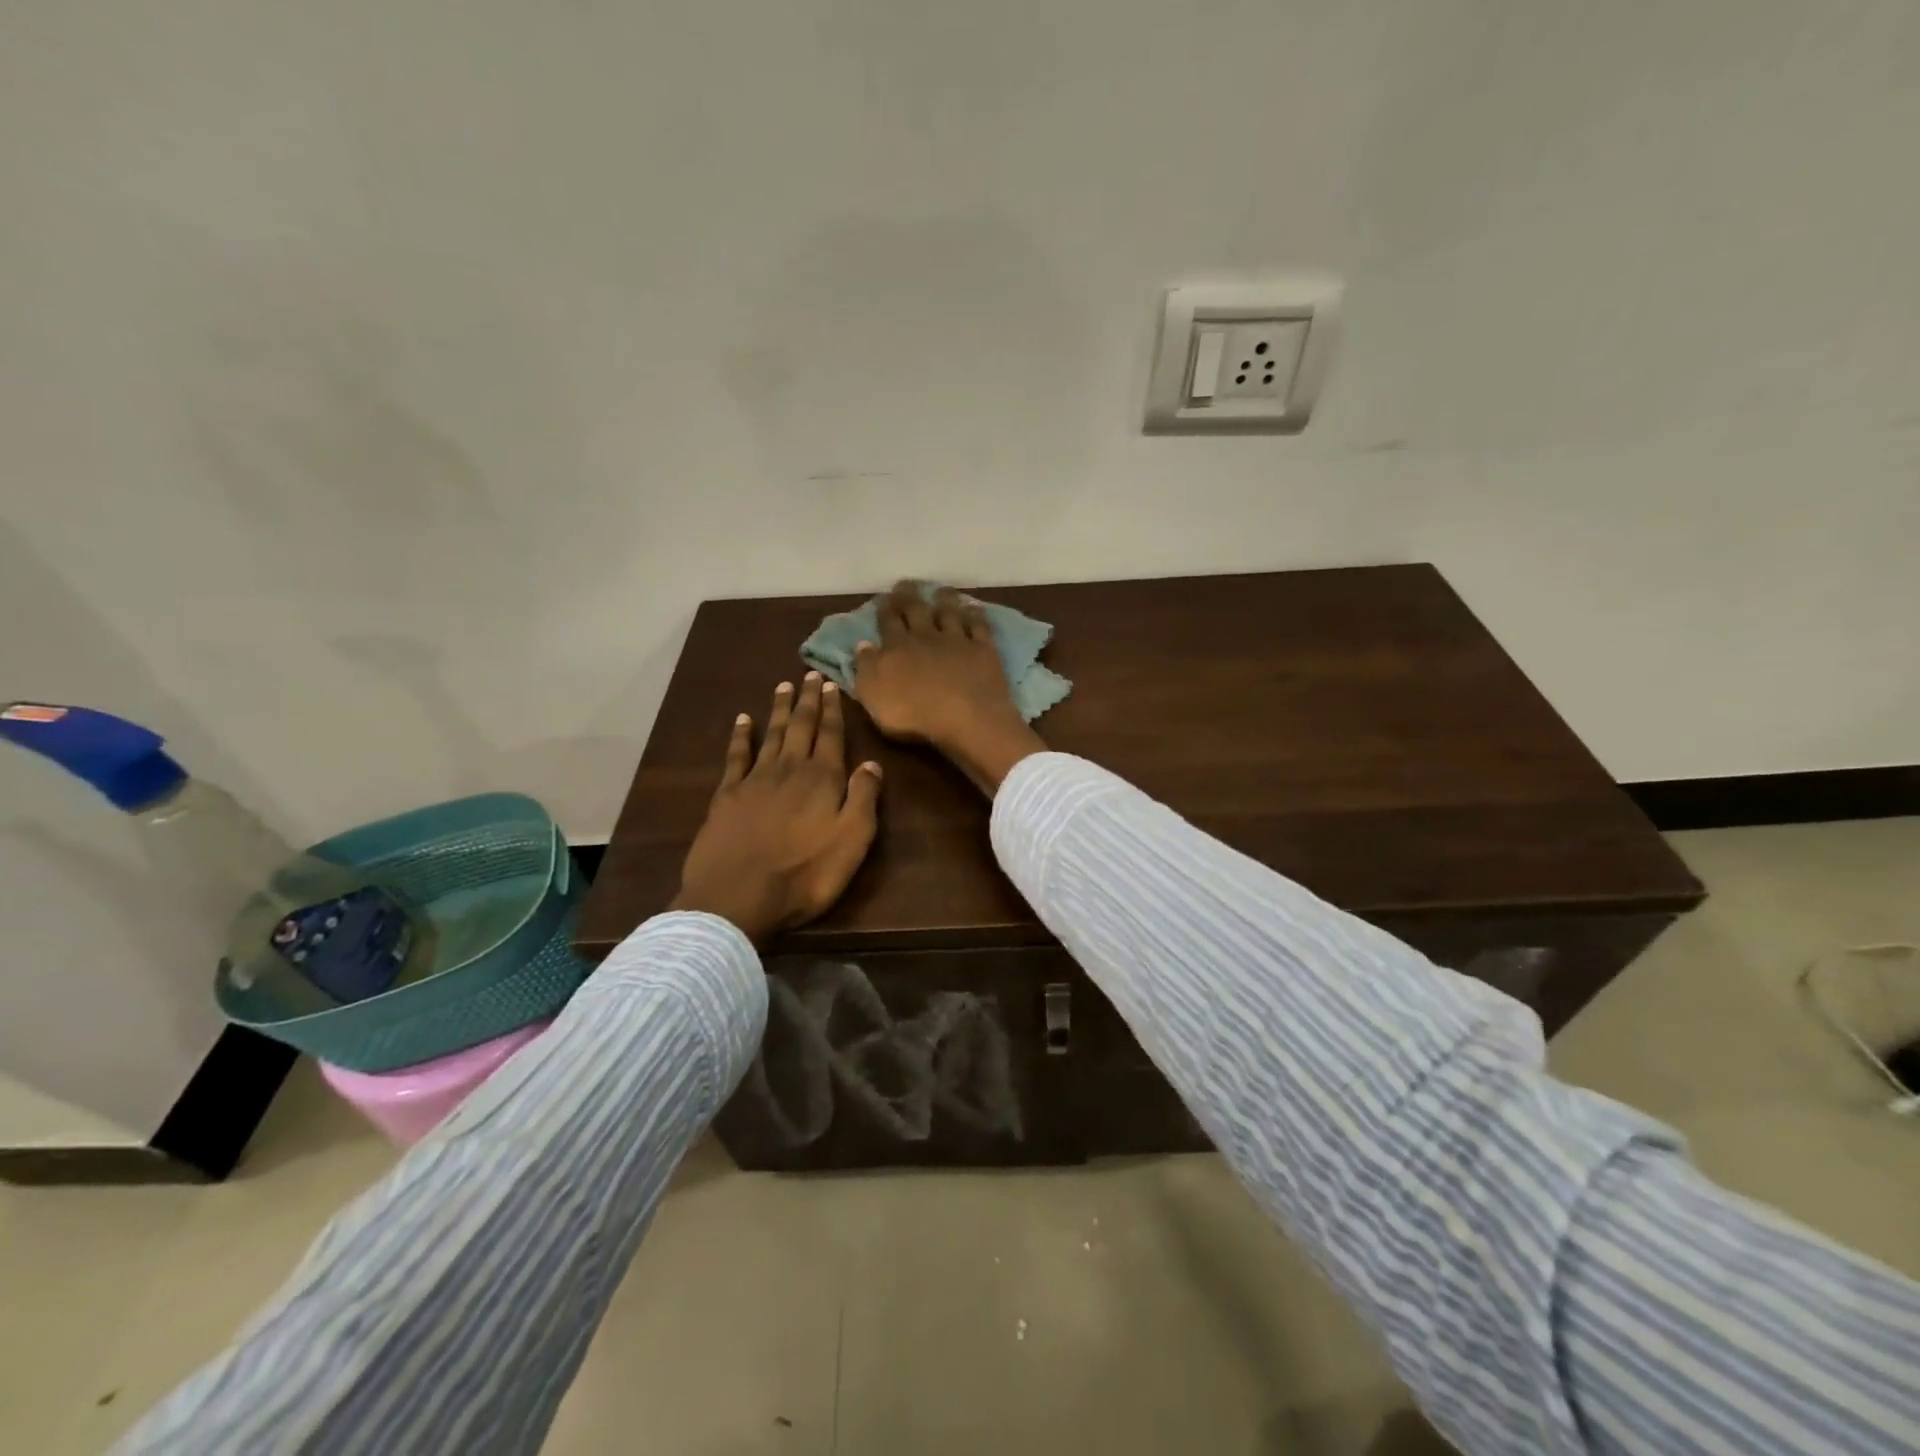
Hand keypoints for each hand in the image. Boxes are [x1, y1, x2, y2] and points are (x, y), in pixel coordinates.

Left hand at [672, 675, 882, 943]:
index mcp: (823, 780)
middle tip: (809, 674)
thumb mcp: (851, 842)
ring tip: (783, 686)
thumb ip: (864, 799)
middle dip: (807, 701)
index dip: (833, 710)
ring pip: (771, 734)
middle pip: (800, 727)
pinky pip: (736, 756)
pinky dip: (740, 735)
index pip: (831, 736)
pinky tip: (742, 720)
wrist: (737, 896)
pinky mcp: (726, 795)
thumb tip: (872, 763)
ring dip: (779, 709)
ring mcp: (754, 780)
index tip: (831, 685)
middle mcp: (790, 769)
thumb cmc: (804, 875)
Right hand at [852, 581, 1046, 794]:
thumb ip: (865, 668)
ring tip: (940, 590)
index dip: (884, 609)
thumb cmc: (914, 715)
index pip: (888, 622)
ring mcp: (957, 641)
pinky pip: (978, 626)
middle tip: (906, 584)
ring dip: (944, 599)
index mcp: (897, 648)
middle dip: (909, 596)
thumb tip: (862, 644)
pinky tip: (973, 608)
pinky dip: (975, 615)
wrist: (966, 719)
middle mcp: (926, 637)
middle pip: (916, 610)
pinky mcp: (983, 649)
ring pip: (949, 613)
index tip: (883, 598)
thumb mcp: (873, 696)